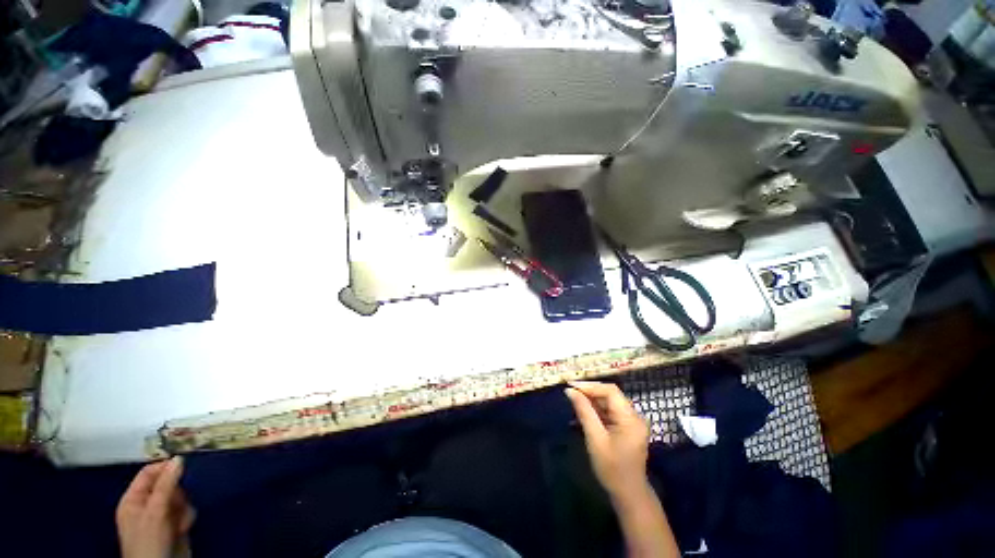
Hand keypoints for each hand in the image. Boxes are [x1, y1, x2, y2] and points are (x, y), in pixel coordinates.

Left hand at [116, 457, 195, 557]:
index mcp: (133, 499)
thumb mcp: (155, 512)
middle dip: (177, 494)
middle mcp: (146, 505)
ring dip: (183, 508)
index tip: (183, 465)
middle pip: (167, 485)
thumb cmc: (149, 540)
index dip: (164, 468)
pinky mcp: (174, 524)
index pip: (148, 473)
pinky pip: (185, 510)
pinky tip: (184, 528)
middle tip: (176, 504)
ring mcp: (160, 516)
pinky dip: (187, 517)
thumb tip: (179, 458)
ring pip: (180, 497)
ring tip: (179, 522)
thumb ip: (166, 485)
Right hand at [565, 381, 649, 501]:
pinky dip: (595, 409)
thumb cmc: (612, 469)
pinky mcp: (626, 426)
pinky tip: (582, 411)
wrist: (628, 494)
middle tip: (569, 391)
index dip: (590, 385)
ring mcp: (631, 421)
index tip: (571, 385)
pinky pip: (609, 411)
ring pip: (608, 402)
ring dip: (591, 399)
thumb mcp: (595, 439)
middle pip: (610, 394)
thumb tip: (570, 391)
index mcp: (630, 418)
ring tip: (573, 400)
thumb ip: (584, 412)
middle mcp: (633, 415)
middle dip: (589, 391)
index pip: (610, 391)